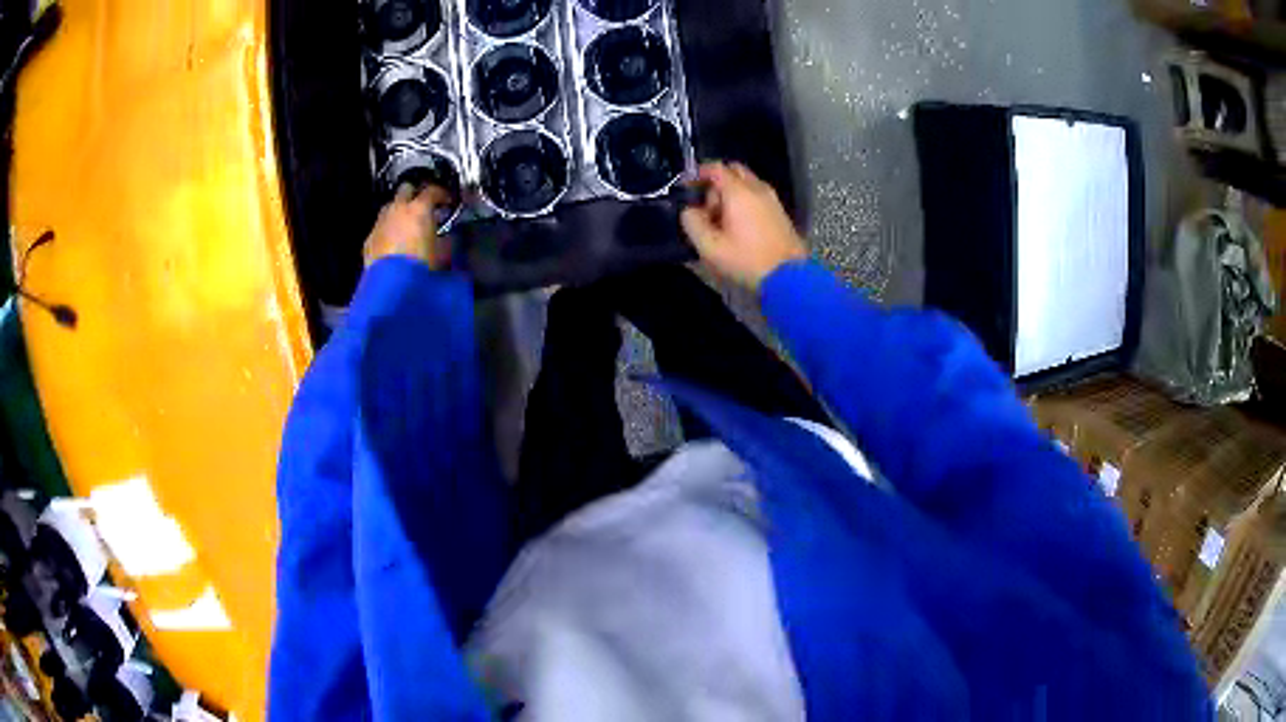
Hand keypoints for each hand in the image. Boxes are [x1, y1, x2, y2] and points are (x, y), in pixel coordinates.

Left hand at [363, 183, 452, 269]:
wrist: (392, 285)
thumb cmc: (420, 266)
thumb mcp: (442, 253)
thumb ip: (446, 240)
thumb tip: (448, 238)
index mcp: (419, 208)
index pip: (433, 190)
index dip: (442, 194)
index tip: (446, 201)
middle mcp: (398, 209)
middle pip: (406, 189)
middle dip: (415, 194)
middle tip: (423, 206)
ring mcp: (381, 222)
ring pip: (390, 206)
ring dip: (399, 211)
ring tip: (407, 225)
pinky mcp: (369, 239)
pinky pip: (380, 227)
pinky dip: (387, 230)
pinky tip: (393, 243)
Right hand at [680, 162, 806, 290]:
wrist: (789, 277)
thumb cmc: (747, 260)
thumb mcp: (710, 247)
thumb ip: (692, 223)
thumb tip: (689, 211)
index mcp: (739, 192)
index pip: (716, 168)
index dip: (698, 173)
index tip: (687, 186)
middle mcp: (757, 188)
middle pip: (733, 171)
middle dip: (716, 183)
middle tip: (707, 207)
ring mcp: (772, 199)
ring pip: (747, 184)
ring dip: (731, 194)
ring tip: (722, 220)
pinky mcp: (780, 212)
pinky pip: (757, 196)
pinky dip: (745, 201)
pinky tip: (739, 226)